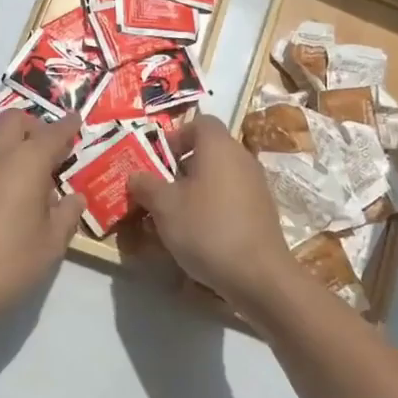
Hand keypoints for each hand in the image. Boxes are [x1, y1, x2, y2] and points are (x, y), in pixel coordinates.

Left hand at [0, 111, 86, 338]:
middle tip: (53, 149)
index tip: (77, 121)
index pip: (52, 133)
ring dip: (14, 141)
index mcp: (26, 163)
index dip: (68, 125)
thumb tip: (74, 197)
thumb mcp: (51, 244)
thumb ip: (66, 214)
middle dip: (36, 125)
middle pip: (14, 120)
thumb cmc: (8, 263)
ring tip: (31, 171)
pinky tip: (9, 193)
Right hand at [126, 115, 305, 318]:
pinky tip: (198, 235)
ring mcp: (256, 185)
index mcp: (219, 146)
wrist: (258, 274)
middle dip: (180, 168)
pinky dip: (213, 208)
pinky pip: (231, 198)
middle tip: (159, 191)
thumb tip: (135, 176)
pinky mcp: (262, 211)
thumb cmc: (207, 228)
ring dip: (195, 191)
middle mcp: (241, 157)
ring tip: (173, 217)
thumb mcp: (164, 206)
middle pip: (208, 151)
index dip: (176, 136)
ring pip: (218, 177)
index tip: (157, 160)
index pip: (199, 123)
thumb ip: (146, 186)